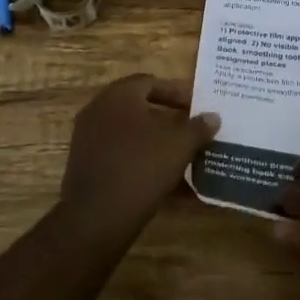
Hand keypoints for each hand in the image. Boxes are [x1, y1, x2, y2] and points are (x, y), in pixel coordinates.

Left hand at [59, 75, 219, 236]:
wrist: (98, 217)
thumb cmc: (142, 167)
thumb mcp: (180, 144)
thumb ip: (198, 127)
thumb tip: (213, 117)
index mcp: (118, 96)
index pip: (151, 82)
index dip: (177, 93)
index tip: (197, 108)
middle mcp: (98, 111)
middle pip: (140, 108)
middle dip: (169, 120)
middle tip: (192, 131)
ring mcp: (88, 140)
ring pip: (131, 135)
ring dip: (157, 143)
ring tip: (183, 157)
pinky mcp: (86, 167)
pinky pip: (121, 156)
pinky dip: (143, 162)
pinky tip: (167, 182)